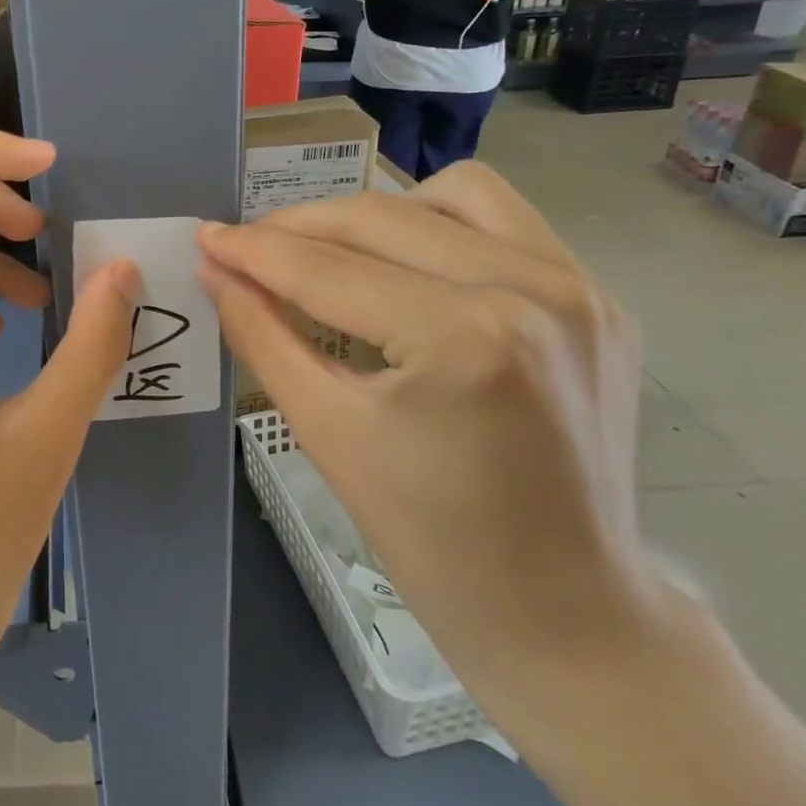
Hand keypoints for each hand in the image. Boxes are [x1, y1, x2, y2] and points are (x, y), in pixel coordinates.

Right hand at [198, 162, 652, 668]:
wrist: (562, 611)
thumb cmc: (432, 542)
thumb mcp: (327, 433)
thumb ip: (262, 337)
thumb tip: (216, 271)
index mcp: (464, 338)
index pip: (328, 270)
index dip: (254, 250)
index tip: (205, 238)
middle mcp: (532, 289)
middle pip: (381, 218)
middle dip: (298, 227)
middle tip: (246, 248)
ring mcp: (579, 288)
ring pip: (451, 194)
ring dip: (376, 214)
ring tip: (331, 253)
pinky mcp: (600, 298)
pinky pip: (505, 222)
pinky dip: (441, 226)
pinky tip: (407, 266)